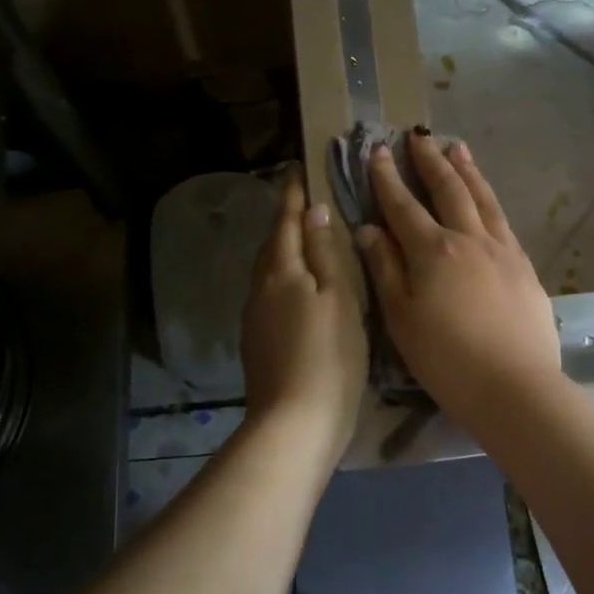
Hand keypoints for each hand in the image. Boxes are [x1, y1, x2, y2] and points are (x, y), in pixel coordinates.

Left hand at [240, 168, 367, 457]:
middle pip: (272, 245)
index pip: (286, 221)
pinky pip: (269, 296)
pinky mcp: (256, 344)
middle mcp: (260, 289)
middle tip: (302, 200)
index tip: (296, 168)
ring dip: (283, 250)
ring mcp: (254, 319)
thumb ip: (325, 253)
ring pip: (268, 272)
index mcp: (281, 272)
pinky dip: (283, 280)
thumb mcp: (339, 299)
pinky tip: (298, 290)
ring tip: (303, 240)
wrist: (293, 424)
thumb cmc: (329, 356)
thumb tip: (314, 210)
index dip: (292, 195)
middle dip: (284, 220)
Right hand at [355, 133, 561, 428]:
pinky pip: (503, 220)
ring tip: (456, 147)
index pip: (403, 205)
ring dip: (466, 170)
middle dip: (429, 161)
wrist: (515, 386)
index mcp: (432, 250)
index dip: (387, 178)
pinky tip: (487, 198)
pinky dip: (490, 199)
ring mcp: (501, 250)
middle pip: (447, 189)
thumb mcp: (401, 318)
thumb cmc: (446, 359)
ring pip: (482, 198)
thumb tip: (368, 229)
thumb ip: (385, 269)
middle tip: (418, 136)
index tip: (378, 151)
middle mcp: (468, 238)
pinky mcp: (524, 266)